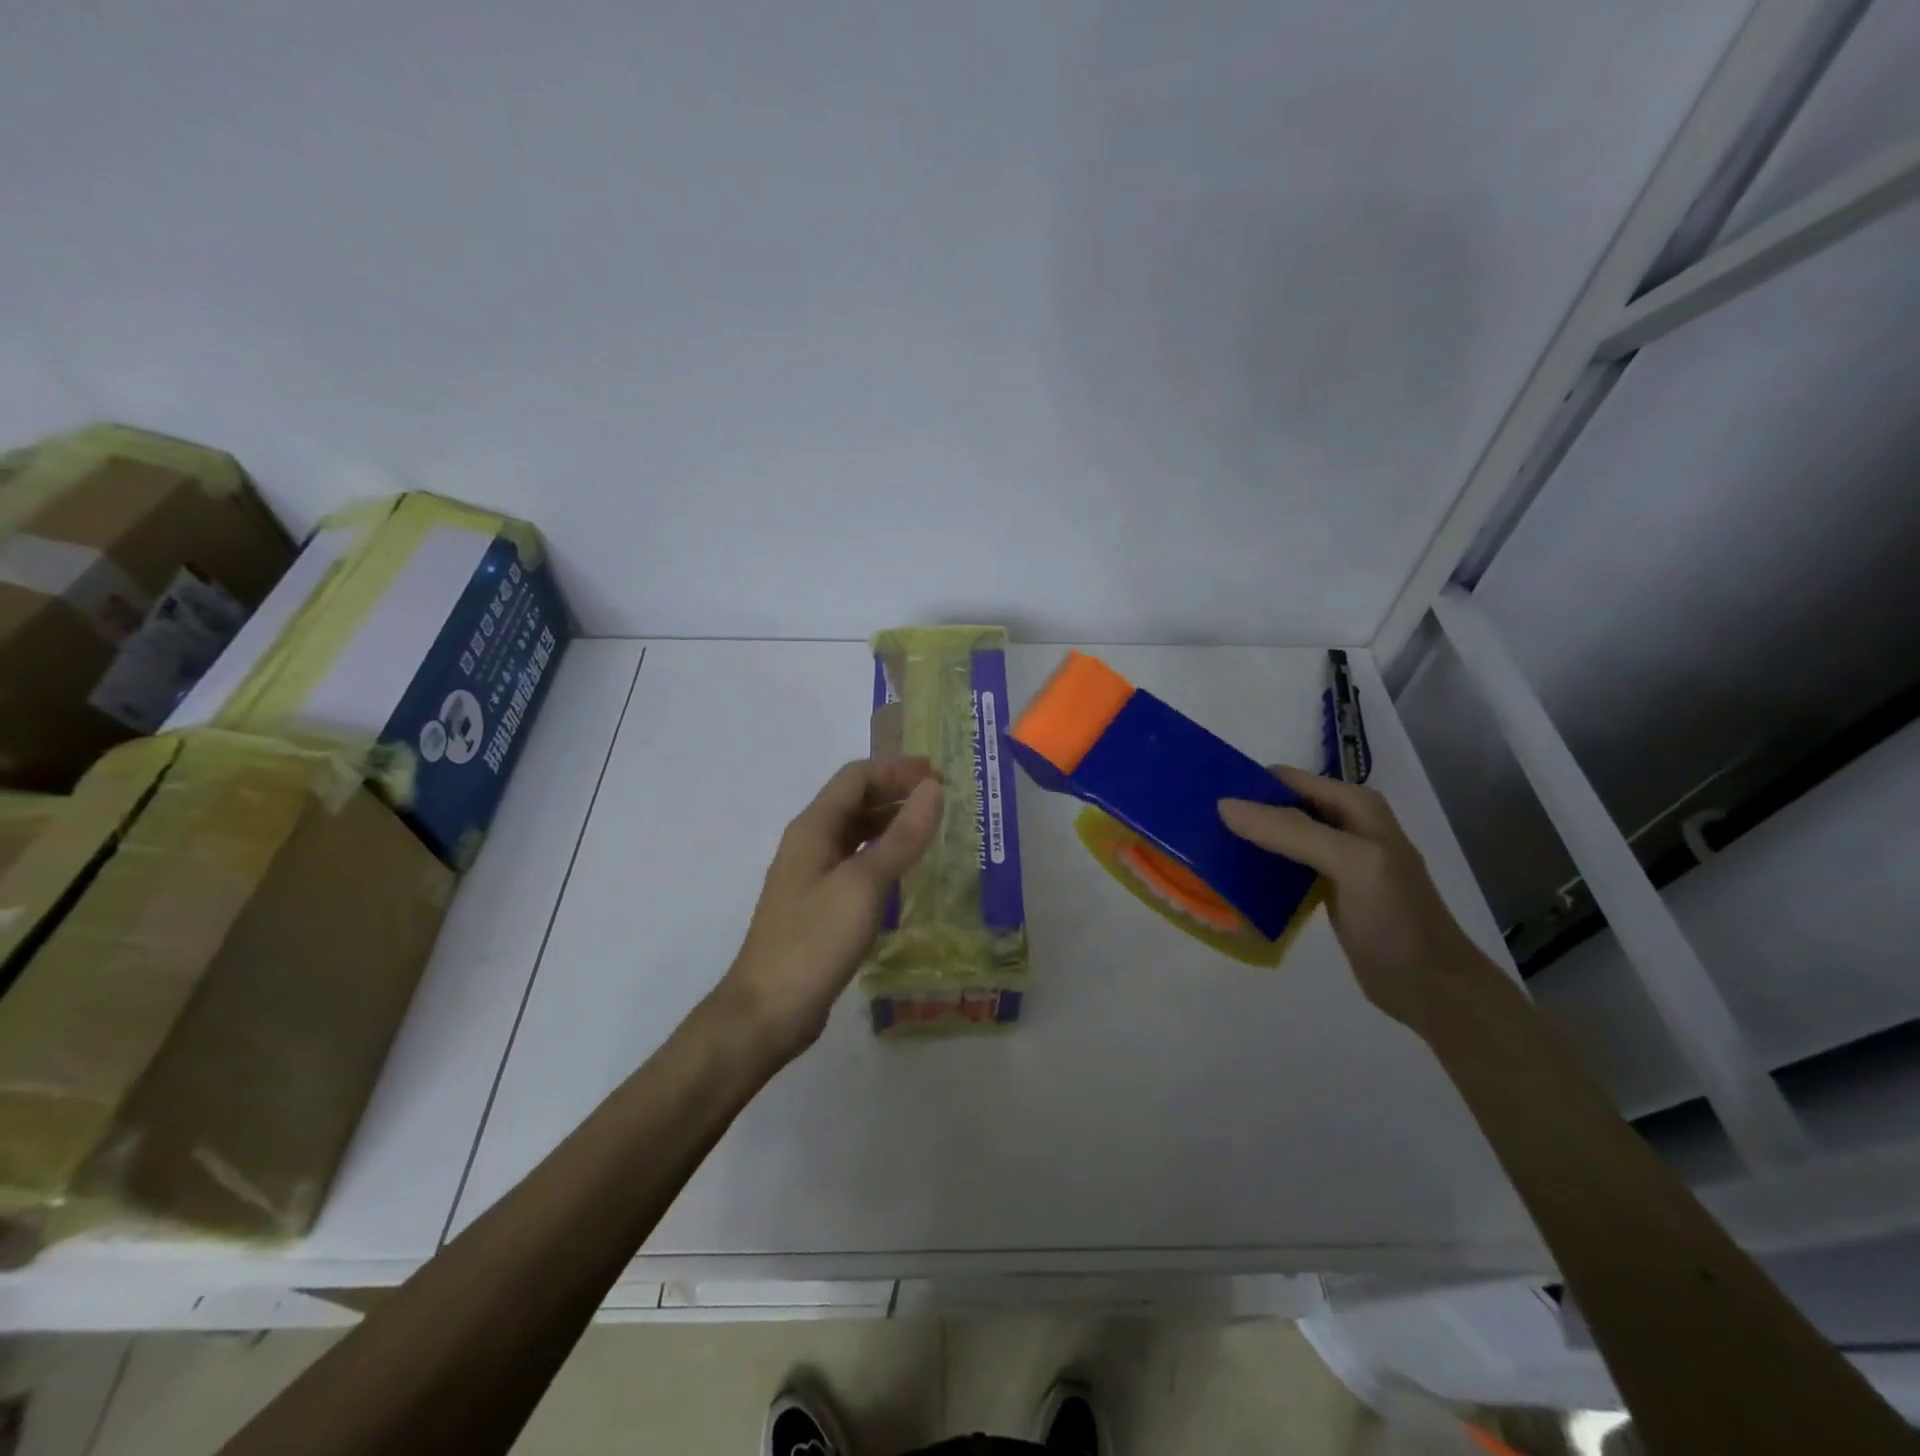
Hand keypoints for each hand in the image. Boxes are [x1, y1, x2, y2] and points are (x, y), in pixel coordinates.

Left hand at [716, 757, 943, 1060]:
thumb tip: (933, 789)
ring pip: (856, 833)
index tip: (940, 777)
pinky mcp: (820, 904)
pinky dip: (883, 855)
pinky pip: (856, 863)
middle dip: (897, 793)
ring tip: (933, 829)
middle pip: (855, 801)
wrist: (768, 1011)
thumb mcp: (864, 884)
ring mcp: (813, 875)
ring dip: (891, 823)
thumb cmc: (815, 941)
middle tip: (943, 802)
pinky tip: (907, 871)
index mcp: (814, 828)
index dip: (898, 770)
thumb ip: (902, 836)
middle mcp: (810, 843)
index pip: (857, 777)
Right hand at [1218, 767, 1495, 1029]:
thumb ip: (1290, 831)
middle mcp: (1344, 824)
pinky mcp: (1326, 889)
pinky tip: (1233, 882)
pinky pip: (1283, 868)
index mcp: (1354, 805)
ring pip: (1278, 837)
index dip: (1247, 786)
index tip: (1202, 800)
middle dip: (1242, 814)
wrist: (1431, 987)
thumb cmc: (1396, 918)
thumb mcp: (1349, 863)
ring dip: (1246, 842)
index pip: (1286, 780)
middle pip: (1280, 806)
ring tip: (1205, 852)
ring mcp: (1335, 858)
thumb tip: (1224, 805)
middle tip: (1197, 828)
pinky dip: (1259, 870)